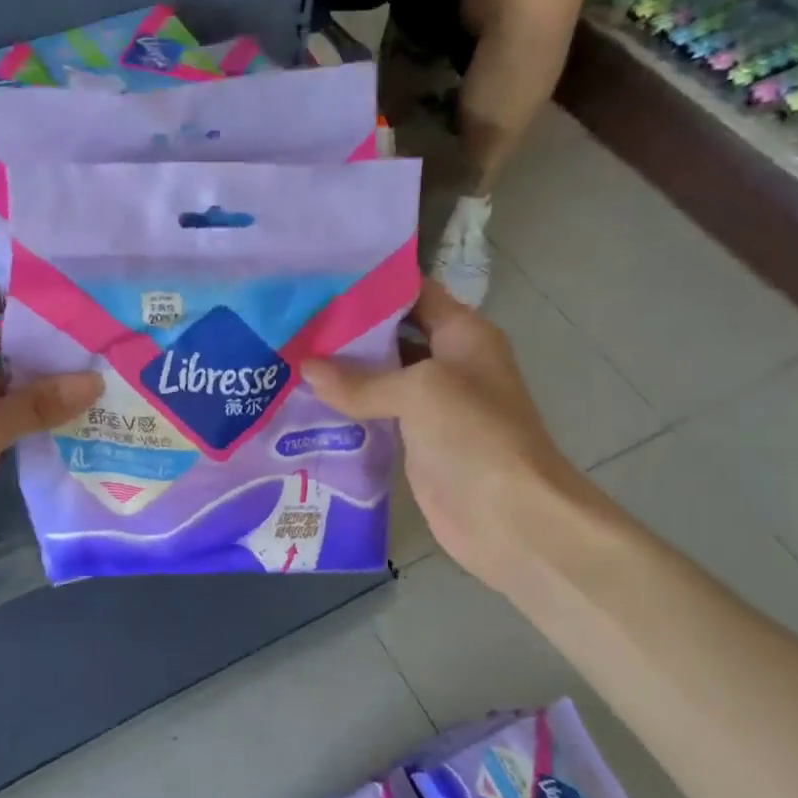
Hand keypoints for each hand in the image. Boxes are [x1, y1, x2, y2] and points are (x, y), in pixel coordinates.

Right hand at [302, 280, 604, 588]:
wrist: (509, 517)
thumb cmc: (475, 435)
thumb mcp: (420, 391)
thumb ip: (361, 380)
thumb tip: (306, 369)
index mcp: (462, 334)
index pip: (414, 293)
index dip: (371, 285)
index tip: (320, 280)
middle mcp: (448, 362)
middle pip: (392, 335)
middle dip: (347, 330)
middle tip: (292, 321)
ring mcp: (431, 405)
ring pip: (379, 377)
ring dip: (341, 372)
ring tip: (289, 356)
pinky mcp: (414, 442)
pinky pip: (375, 416)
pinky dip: (345, 410)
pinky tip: (304, 403)